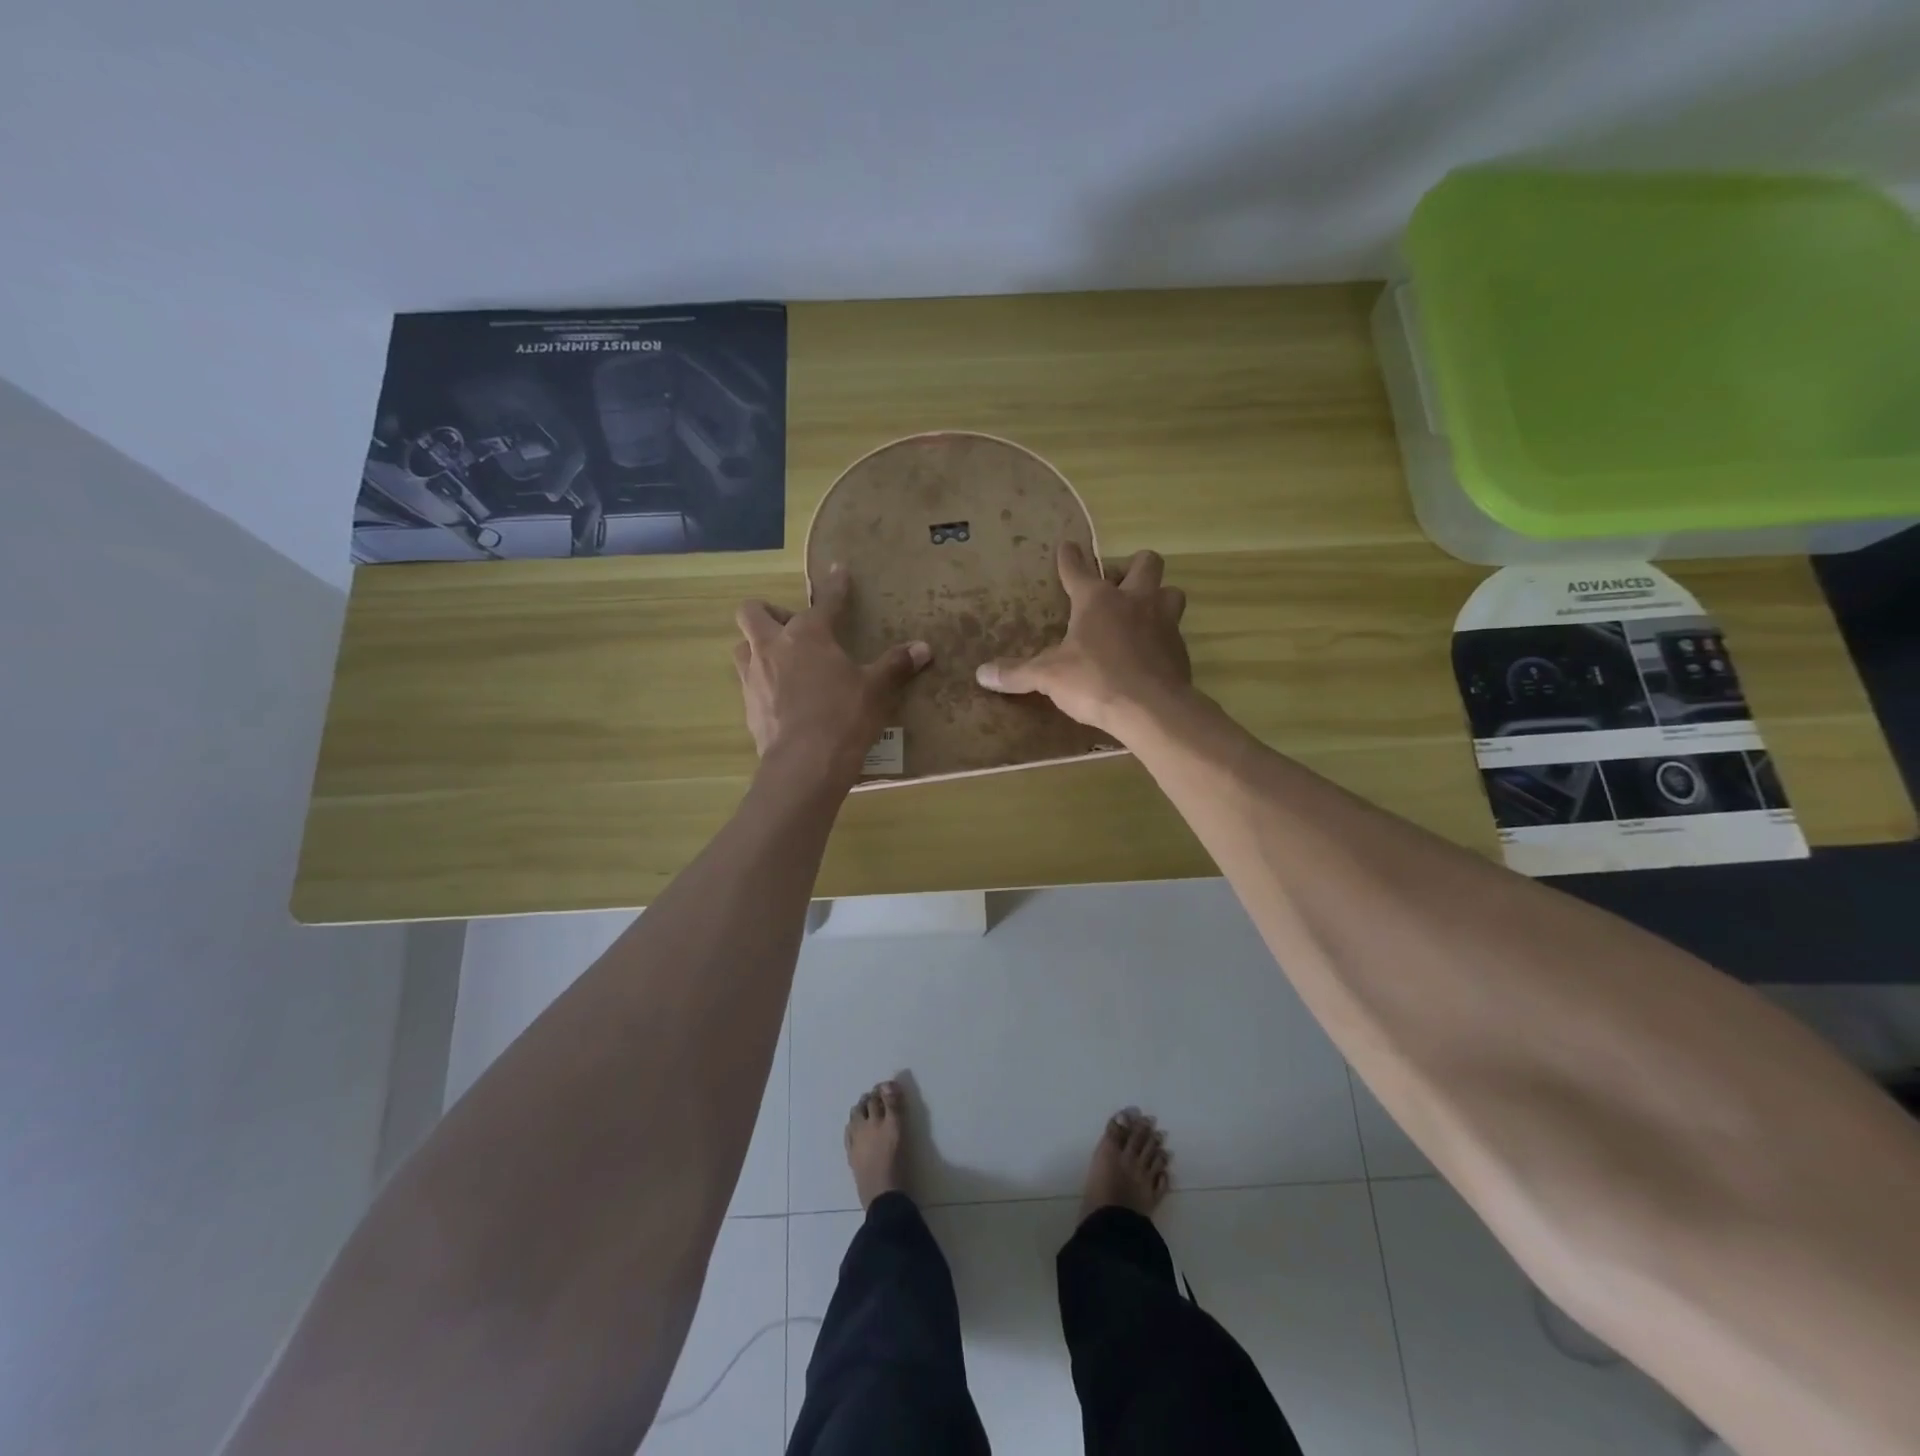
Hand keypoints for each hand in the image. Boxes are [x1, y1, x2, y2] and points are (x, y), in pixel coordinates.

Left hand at [732, 563, 931, 781]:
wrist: (804, 764)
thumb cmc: (844, 717)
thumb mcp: (876, 690)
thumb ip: (896, 665)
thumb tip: (924, 648)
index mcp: (808, 634)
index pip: (825, 601)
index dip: (835, 585)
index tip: (838, 571)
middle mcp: (773, 646)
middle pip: (753, 612)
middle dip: (770, 612)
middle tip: (794, 628)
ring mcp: (754, 676)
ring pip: (742, 646)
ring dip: (758, 646)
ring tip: (782, 661)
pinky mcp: (748, 706)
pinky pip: (748, 682)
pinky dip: (763, 682)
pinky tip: (783, 698)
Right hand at [974, 542, 1190, 738]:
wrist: (1150, 709)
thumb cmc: (1094, 681)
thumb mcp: (1048, 677)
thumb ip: (1017, 673)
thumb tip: (981, 674)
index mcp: (1097, 600)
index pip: (1078, 569)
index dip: (1070, 558)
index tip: (1068, 547)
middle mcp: (1134, 601)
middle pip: (1145, 563)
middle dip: (1134, 567)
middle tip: (1119, 585)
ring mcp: (1163, 622)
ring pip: (1171, 592)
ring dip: (1158, 597)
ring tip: (1142, 615)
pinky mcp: (1180, 649)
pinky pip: (1175, 632)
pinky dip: (1163, 637)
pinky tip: (1150, 654)